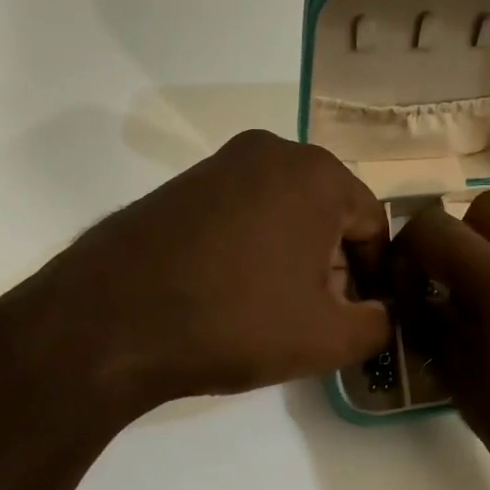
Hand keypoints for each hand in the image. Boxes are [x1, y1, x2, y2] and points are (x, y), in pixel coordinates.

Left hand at [9, 131, 390, 413]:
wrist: (109, 322)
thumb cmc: (236, 321)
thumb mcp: (329, 339)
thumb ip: (379, 325)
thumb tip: (381, 313)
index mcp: (318, 173)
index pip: (373, 226)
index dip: (373, 278)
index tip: (356, 318)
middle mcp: (271, 151)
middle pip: (328, 216)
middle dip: (331, 267)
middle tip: (312, 318)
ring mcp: (219, 164)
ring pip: (284, 214)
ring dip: (291, 259)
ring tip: (268, 310)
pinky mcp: (179, 185)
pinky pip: (240, 214)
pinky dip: (249, 250)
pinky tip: (227, 293)